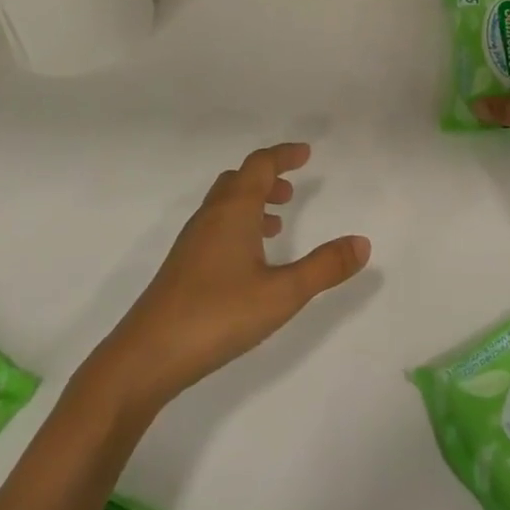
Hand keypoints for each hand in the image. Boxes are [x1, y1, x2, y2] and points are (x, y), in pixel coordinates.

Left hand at [91, 143, 369, 415]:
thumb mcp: (283, 293)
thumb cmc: (218, 315)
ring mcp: (192, 241)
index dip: (284, 155)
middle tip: (293, 189)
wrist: (147, 356)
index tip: (307, 154)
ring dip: (253, 202)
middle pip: (239, 179)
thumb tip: (362, 242)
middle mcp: (211, 216)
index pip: (260, 165)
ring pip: (225, 204)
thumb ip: (324, 267)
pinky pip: (216, 227)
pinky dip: (238, 225)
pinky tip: (249, 260)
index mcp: (234, 210)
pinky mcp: (183, 266)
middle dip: (268, 178)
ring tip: (278, 223)